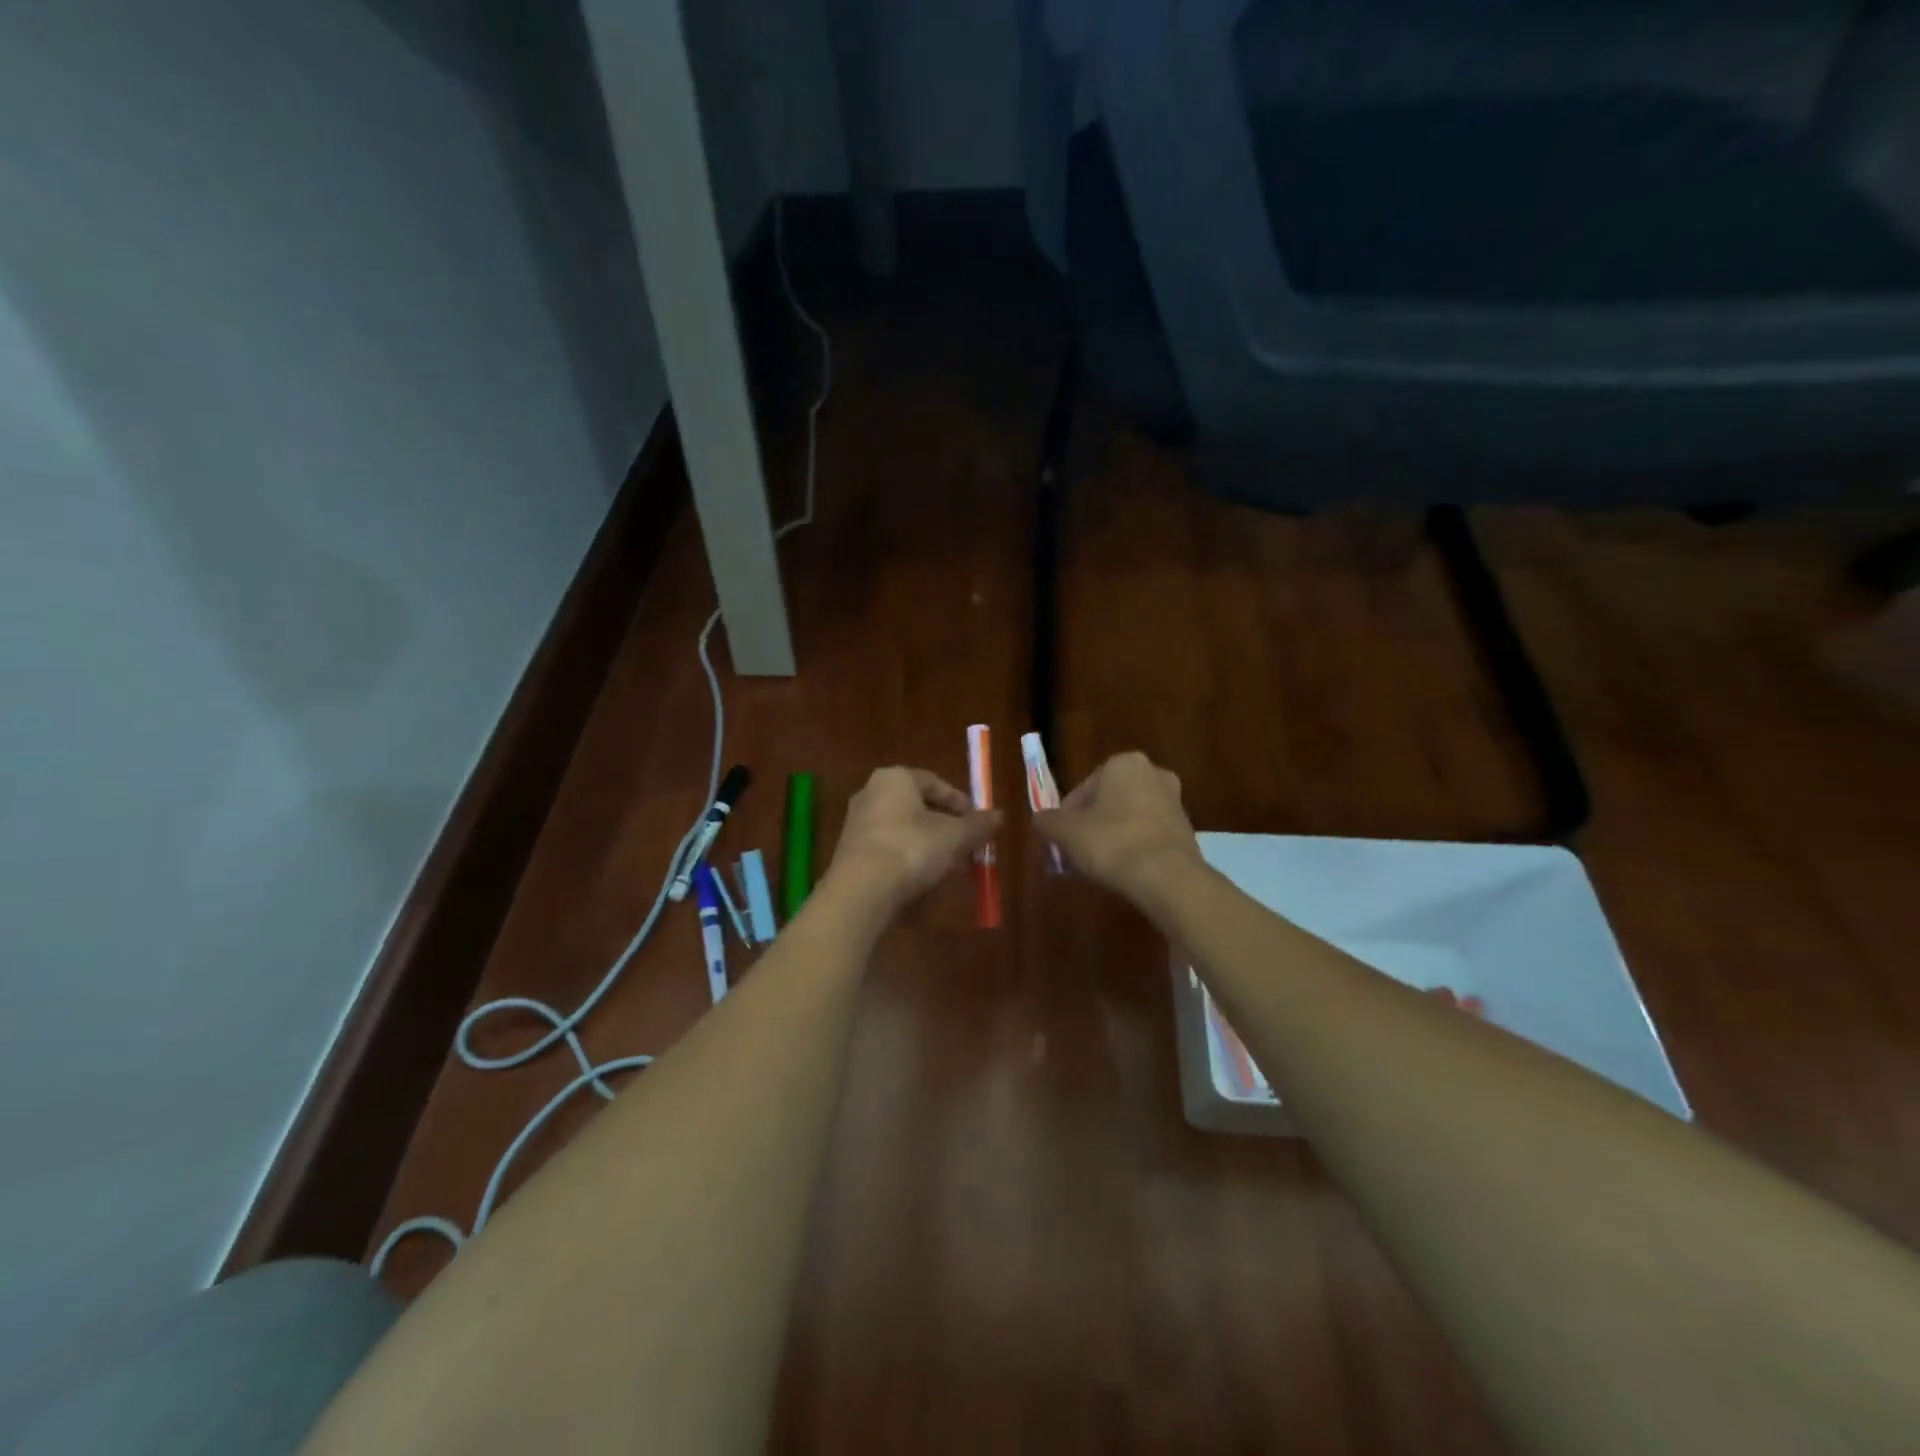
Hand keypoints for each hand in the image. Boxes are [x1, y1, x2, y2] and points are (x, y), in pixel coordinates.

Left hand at [826, 767, 1000, 909]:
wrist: (861, 890)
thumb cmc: (911, 848)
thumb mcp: (954, 836)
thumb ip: (977, 825)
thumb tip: (999, 816)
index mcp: (894, 778)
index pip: (934, 782)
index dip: (960, 802)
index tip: (977, 822)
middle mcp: (871, 793)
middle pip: (919, 807)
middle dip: (946, 827)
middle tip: (968, 845)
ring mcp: (858, 824)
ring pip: (904, 829)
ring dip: (930, 845)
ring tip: (952, 866)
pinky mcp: (852, 852)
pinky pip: (889, 848)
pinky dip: (910, 858)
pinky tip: (926, 878)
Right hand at [1035, 752, 1203, 905]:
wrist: (1167, 877)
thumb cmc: (1111, 842)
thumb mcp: (1067, 833)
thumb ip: (1049, 822)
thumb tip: (1040, 819)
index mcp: (1124, 764)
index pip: (1083, 788)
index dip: (1067, 816)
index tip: (1061, 839)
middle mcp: (1153, 773)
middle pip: (1108, 801)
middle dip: (1092, 824)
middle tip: (1077, 851)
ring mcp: (1174, 801)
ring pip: (1130, 817)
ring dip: (1113, 835)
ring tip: (1098, 865)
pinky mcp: (1186, 829)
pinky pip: (1149, 834)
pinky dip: (1134, 847)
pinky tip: (1124, 870)